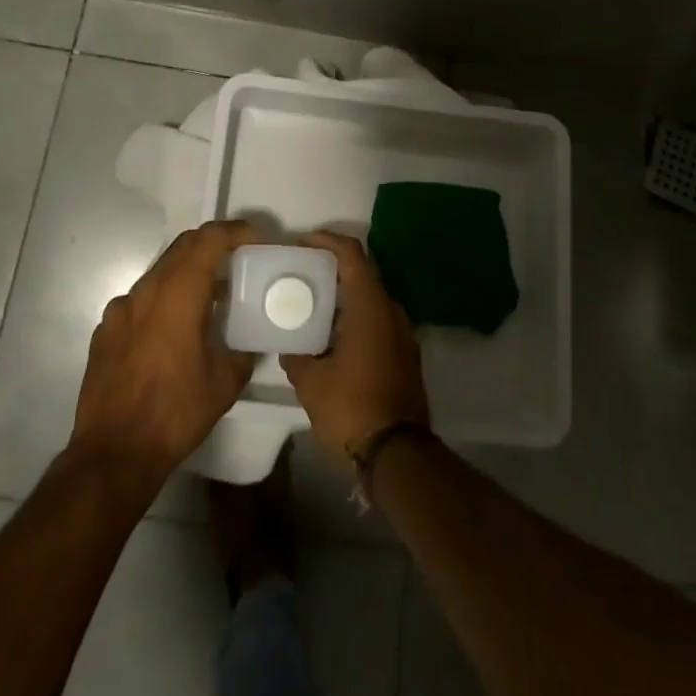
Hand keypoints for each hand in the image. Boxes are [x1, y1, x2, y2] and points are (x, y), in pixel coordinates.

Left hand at [70, 220, 262, 490]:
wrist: (113, 455)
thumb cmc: (174, 413)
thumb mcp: (225, 382)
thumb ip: (243, 349)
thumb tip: (250, 338)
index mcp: (178, 293)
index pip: (208, 239)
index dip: (235, 231)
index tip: (256, 239)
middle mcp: (146, 290)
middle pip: (182, 247)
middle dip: (212, 245)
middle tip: (236, 260)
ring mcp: (120, 309)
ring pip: (159, 272)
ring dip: (186, 274)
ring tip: (207, 299)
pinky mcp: (104, 330)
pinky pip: (139, 301)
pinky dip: (162, 300)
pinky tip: (171, 332)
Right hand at [281, 231, 430, 460]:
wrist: (398, 455)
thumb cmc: (352, 408)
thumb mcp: (310, 381)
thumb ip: (296, 354)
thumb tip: (289, 345)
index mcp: (370, 305)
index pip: (351, 254)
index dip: (326, 240)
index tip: (301, 243)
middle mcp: (391, 310)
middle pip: (361, 273)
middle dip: (331, 269)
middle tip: (301, 274)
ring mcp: (402, 333)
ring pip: (370, 299)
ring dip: (343, 296)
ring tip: (311, 305)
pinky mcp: (405, 354)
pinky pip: (377, 320)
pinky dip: (355, 317)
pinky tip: (332, 336)